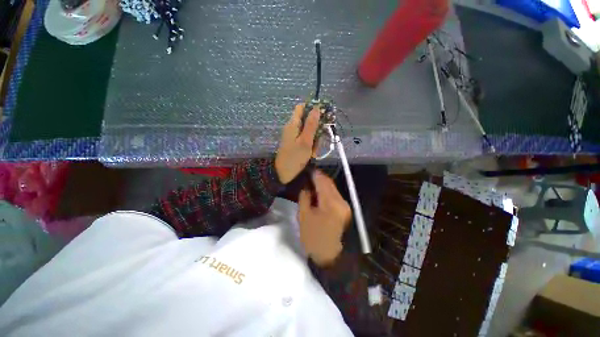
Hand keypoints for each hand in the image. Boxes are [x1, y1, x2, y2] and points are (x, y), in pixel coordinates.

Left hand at [275, 104, 319, 183]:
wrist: (283, 174)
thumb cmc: (295, 157)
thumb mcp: (306, 141)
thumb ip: (311, 124)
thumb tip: (317, 107)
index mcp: (293, 124)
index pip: (302, 107)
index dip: (312, 108)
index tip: (324, 114)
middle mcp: (292, 127)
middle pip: (307, 120)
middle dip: (316, 129)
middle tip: (319, 140)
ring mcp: (293, 136)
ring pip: (309, 131)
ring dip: (314, 140)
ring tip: (314, 151)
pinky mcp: (295, 143)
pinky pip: (306, 140)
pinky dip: (310, 145)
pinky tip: (311, 154)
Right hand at [298, 170, 350, 265]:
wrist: (329, 256)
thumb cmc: (313, 238)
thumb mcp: (303, 216)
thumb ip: (305, 196)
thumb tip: (306, 185)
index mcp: (331, 204)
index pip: (322, 182)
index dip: (314, 174)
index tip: (307, 169)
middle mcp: (341, 202)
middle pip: (329, 183)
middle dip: (319, 177)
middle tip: (307, 176)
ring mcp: (345, 205)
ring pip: (333, 188)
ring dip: (322, 184)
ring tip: (311, 184)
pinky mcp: (345, 209)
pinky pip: (335, 195)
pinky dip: (326, 191)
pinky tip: (318, 193)